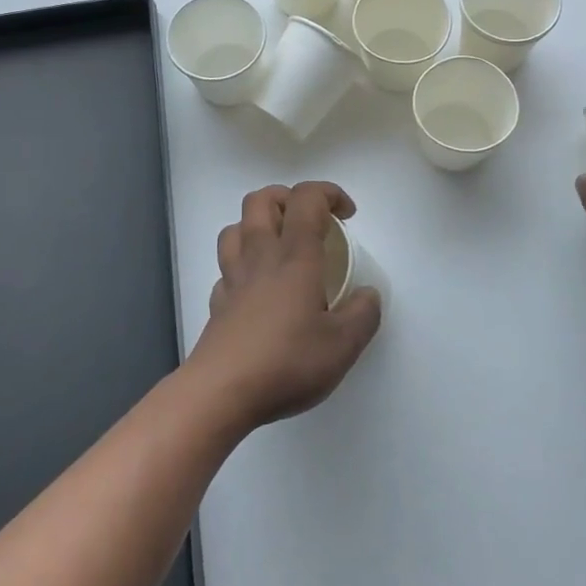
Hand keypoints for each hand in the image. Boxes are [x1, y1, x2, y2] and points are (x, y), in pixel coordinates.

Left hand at [186, 181, 382, 430]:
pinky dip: (242, 266)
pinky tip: (256, 288)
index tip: (347, 215)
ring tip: (279, 245)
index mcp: (295, 256)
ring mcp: (233, 278)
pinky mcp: (218, 302)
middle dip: (287, 197)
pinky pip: (226, 268)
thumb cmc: (287, 362)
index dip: (328, 193)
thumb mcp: (343, 345)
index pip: (306, 199)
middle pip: (261, 200)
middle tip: (310, 221)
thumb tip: (368, 294)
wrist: (221, 392)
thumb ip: (363, 314)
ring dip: (257, 225)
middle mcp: (260, 256)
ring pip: (235, 227)